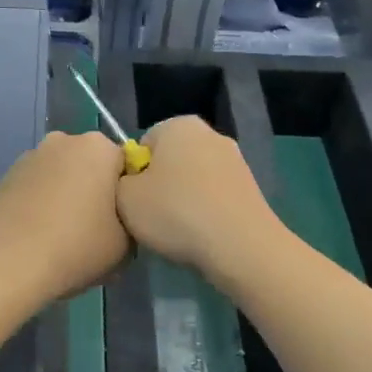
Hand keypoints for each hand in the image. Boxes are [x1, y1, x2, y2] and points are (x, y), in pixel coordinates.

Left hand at [0, 131, 129, 308]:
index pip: (125, 165)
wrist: (8, 265)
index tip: (122, 222)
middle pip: (90, 165)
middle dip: (94, 190)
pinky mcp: (5, 177)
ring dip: (65, 196)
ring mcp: (29, 157)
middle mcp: (63, 141)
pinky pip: (35, 188)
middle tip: (94, 230)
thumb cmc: (76, 247)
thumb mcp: (125, 245)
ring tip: (61, 236)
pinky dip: (40, 204)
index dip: (126, 195)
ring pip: (60, 176)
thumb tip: (120, 221)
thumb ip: (132, 222)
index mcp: (98, 147)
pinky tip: (37, 235)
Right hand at [115, 116, 283, 283]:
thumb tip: (134, 182)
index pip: (143, 145)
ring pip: (193, 180)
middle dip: (161, 186)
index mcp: (178, 125)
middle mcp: (210, 134)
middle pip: (170, 161)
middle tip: (152, 218)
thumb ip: (120, 181)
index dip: (134, 175)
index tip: (135, 201)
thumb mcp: (124, 198)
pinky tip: (201, 236)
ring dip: (183, 201)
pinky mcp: (251, 188)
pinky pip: (214, 197)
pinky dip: (205, 212)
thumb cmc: (175, 213)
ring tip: (177, 232)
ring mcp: (235, 160)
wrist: (240, 246)